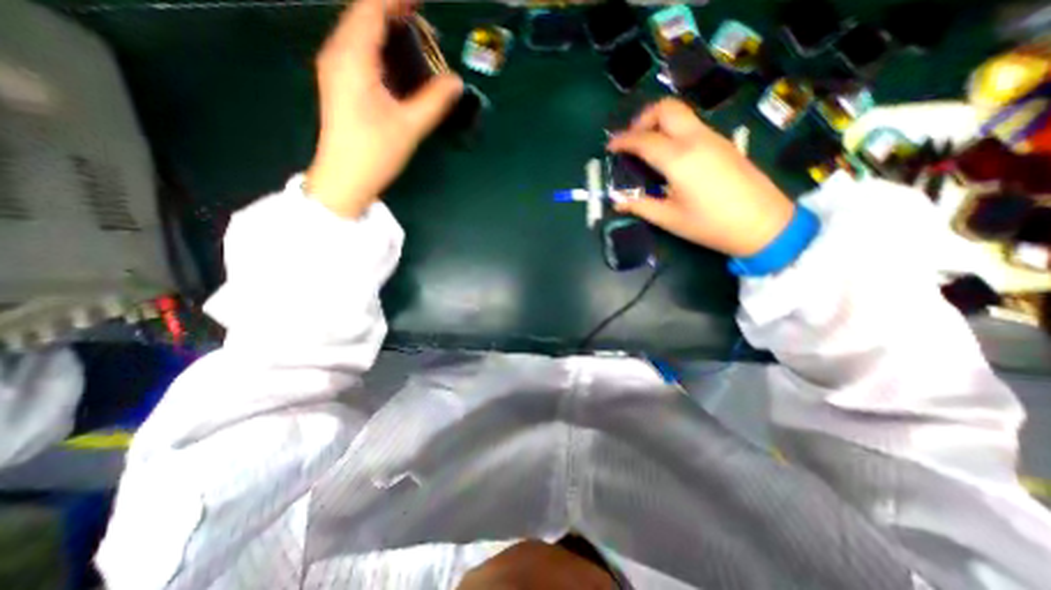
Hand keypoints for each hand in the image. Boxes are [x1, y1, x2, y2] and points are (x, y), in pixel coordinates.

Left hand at [310, 1, 461, 218]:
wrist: (344, 179)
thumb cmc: (374, 153)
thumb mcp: (409, 127)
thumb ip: (435, 101)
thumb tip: (456, 82)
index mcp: (353, 59)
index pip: (371, 10)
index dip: (396, 0)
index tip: (420, 0)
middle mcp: (338, 55)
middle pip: (362, 16)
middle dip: (392, 10)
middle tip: (423, 19)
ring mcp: (335, 69)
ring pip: (358, 32)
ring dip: (385, 27)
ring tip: (413, 33)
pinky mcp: (339, 83)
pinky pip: (357, 49)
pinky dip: (378, 44)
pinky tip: (396, 58)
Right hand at [608, 96, 796, 255]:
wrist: (764, 224)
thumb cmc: (711, 225)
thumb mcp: (669, 219)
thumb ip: (640, 206)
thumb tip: (617, 202)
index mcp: (679, 159)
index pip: (643, 139)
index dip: (622, 141)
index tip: (609, 147)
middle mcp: (696, 139)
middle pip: (666, 109)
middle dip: (642, 119)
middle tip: (631, 141)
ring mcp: (713, 138)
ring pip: (681, 114)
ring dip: (659, 123)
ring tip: (646, 147)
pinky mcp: (723, 143)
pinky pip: (692, 125)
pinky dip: (673, 130)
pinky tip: (668, 154)